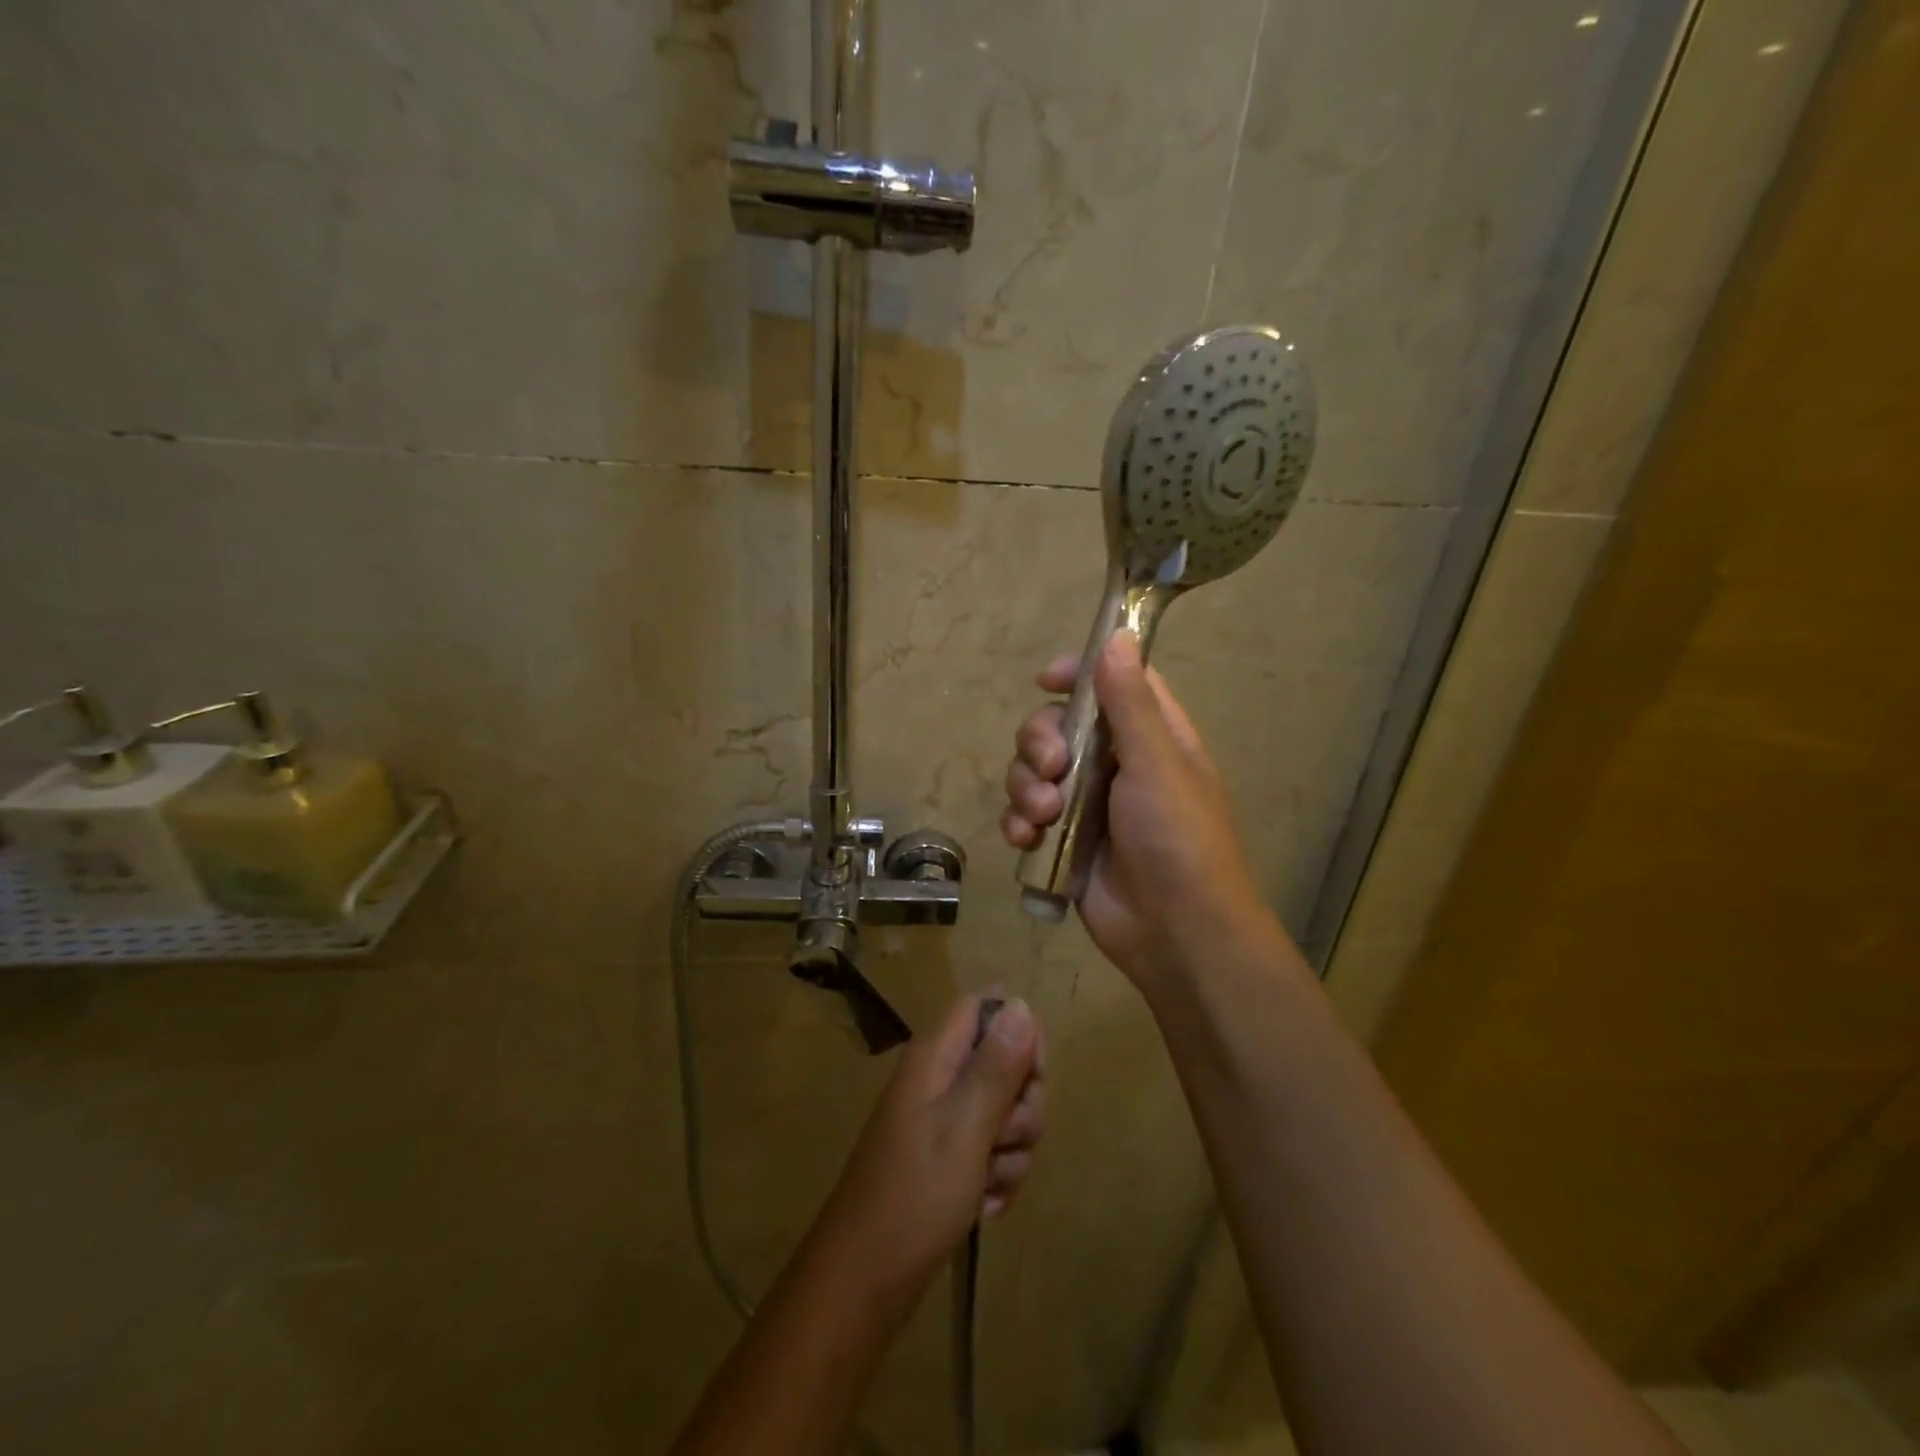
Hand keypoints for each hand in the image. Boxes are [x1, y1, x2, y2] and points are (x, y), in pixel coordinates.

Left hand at [812, 994, 1045, 1307]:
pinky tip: (983, 1206)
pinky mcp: (948, 1159)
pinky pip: (993, 1152)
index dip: (1019, 1032)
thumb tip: (1020, 1004)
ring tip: (986, 1183)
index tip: (1033, 1076)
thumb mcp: (966, 1126)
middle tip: (1004, 1139)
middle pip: (1005, 1063)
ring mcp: (942, 1121)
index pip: (987, 1008)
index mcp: (936, 1056)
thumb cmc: (916, 1195)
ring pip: (1006, 1113)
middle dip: (1022, 1105)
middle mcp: (939, 1078)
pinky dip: (997, 1178)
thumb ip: (996, 1065)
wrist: (865, 1281)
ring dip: (1011, 1151)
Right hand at [1000, 631, 1270, 992]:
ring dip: (1026, 788)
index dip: (1078, 673)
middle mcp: (1114, 764)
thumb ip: (1131, 703)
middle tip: (1052, 768)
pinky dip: (1018, 823)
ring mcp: (1084, 804)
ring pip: (1031, 771)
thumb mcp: (1157, 764)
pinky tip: (1026, 840)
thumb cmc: (1177, 840)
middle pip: (1056, 725)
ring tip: (1042, 817)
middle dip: (1039, 742)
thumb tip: (1117, 635)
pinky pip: (1023, 815)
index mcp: (1149, 737)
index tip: (1047, 680)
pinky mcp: (1061, 841)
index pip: (1111, 683)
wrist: (1174, 932)